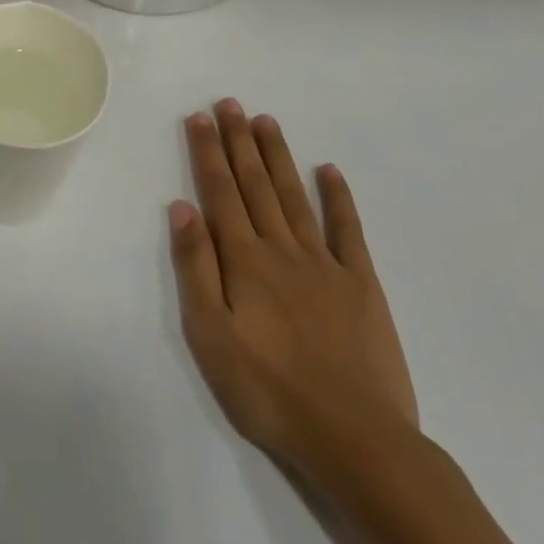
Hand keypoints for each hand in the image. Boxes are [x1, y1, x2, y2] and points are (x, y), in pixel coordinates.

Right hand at [168, 102, 417, 480]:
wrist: (356, 441)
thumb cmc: (268, 390)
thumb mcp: (210, 335)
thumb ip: (195, 267)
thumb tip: (181, 208)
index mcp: (243, 260)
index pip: (220, 192)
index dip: (208, 152)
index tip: (199, 116)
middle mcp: (281, 249)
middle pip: (255, 184)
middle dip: (239, 140)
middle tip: (230, 103)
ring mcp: (325, 264)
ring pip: (294, 197)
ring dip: (278, 157)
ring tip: (266, 121)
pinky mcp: (361, 286)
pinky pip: (348, 231)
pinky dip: (338, 198)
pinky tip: (329, 171)